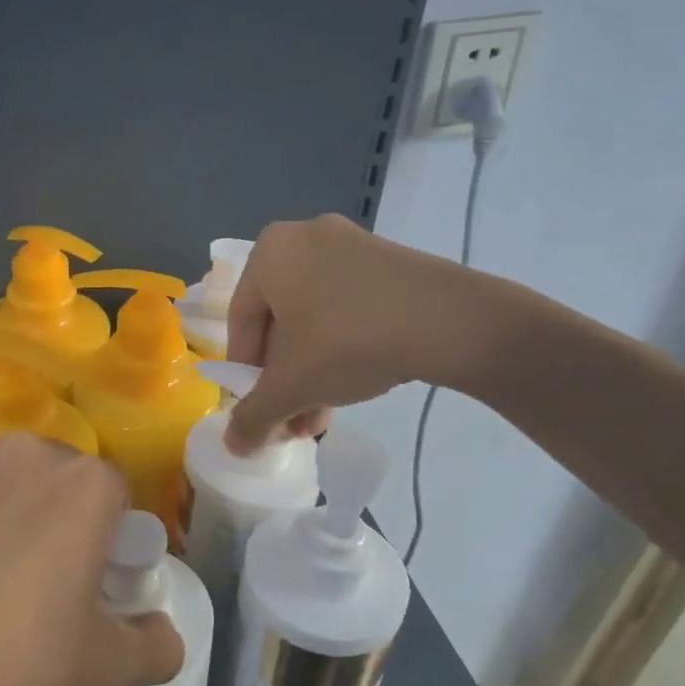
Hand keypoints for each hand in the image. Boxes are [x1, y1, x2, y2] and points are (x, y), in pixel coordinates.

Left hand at [0, 434, 184, 685]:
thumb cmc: (17, 658)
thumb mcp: (103, 667)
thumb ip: (155, 649)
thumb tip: (165, 639)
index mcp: (83, 483)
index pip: (119, 496)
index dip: (115, 542)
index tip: (99, 587)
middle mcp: (26, 457)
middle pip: (64, 486)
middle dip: (67, 527)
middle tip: (53, 592)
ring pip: (11, 493)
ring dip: (15, 527)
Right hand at [223, 213, 503, 454]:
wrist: (451, 321)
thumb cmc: (347, 342)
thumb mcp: (291, 386)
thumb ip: (253, 416)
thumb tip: (233, 447)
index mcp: (269, 252)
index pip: (241, 324)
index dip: (245, 376)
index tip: (260, 412)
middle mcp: (304, 238)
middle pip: (279, 324)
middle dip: (284, 380)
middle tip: (292, 421)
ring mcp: (351, 246)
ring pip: (315, 320)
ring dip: (311, 373)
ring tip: (320, 418)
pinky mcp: (388, 262)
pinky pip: (348, 308)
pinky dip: (342, 348)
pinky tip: (353, 387)